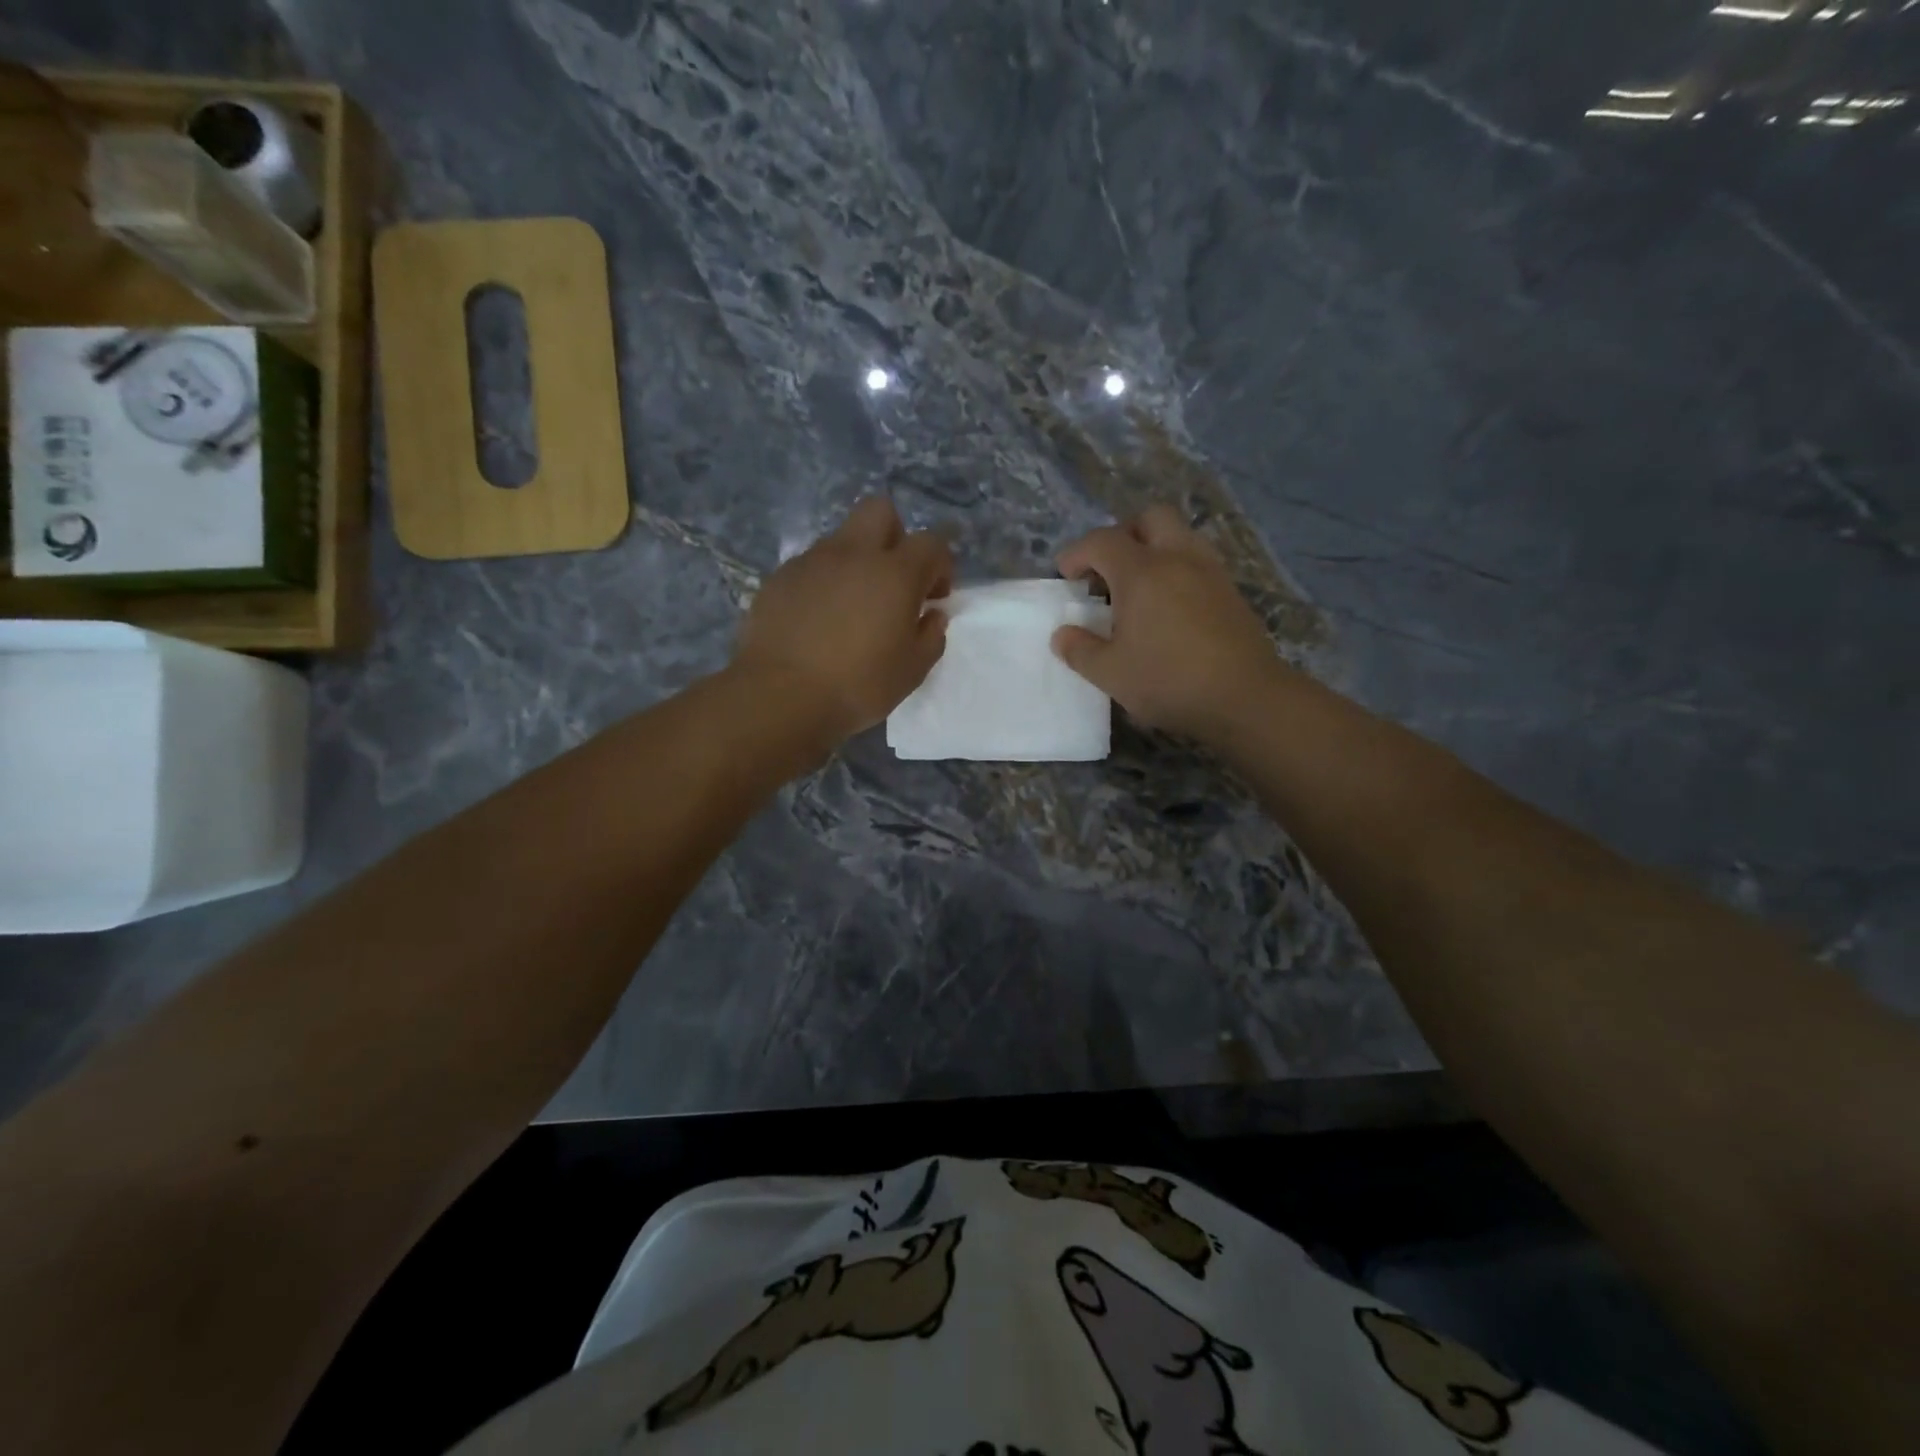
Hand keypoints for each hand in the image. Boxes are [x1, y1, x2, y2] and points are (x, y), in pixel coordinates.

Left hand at [734, 496, 952, 748]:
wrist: (780, 696)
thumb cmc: (858, 686)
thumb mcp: (912, 671)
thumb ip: (930, 636)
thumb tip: (931, 615)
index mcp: (895, 573)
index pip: (931, 542)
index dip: (940, 565)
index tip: (934, 596)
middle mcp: (853, 554)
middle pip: (880, 510)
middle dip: (894, 536)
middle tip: (893, 579)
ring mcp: (811, 562)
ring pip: (841, 539)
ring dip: (855, 562)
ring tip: (850, 607)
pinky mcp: (779, 578)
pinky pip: (810, 566)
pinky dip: (822, 583)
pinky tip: (817, 620)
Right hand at [1052, 505, 1282, 739]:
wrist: (1246, 697)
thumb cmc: (1168, 681)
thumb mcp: (1110, 674)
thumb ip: (1080, 650)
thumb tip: (1063, 635)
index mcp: (1142, 572)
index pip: (1101, 541)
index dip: (1077, 553)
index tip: (1066, 576)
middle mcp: (1178, 558)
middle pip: (1149, 518)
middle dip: (1123, 535)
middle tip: (1108, 570)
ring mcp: (1210, 572)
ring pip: (1180, 536)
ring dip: (1154, 550)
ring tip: (1139, 589)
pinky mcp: (1231, 592)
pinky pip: (1198, 562)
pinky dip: (1177, 570)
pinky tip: (1169, 608)